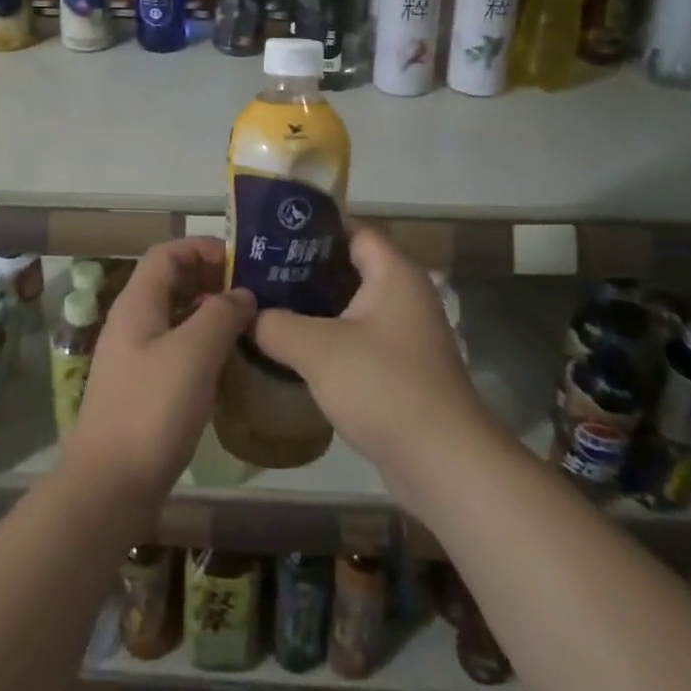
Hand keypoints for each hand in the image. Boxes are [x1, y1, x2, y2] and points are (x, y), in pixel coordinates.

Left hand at [68, 238, 256, 502]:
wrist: (109, 486)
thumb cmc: (152, 410)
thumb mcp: (194, 353)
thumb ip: (221, 314)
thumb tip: (242, 294)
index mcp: (138, 303)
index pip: (167, 253)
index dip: (202, 248)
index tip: (241, 261)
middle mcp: (133, 322)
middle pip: (172, 282)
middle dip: (211, 279)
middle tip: (254, 292)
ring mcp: (136, 356)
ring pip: (176, 317)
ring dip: (210, 313)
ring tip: (250, 324)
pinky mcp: (143, 387)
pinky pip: (177, 349)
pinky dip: (203, 345)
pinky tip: (230, 364)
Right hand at [250, 226, 490, 502]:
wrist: (443, 462)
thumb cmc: (383, 386)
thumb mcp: (317, 350)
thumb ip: (276, 324)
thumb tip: (247, 315)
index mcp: (393, 273)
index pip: (352, 229)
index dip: (312, 228)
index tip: (271, 235)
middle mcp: (404, 294)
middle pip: (349, 266)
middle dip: (304, 268)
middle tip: (259, 272)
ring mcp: (405, 333)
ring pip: (352, 305)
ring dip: (314, 306)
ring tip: (267, 306)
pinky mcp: (401, 367)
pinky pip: (358, 337)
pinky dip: (328, 337)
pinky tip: (293, 349)